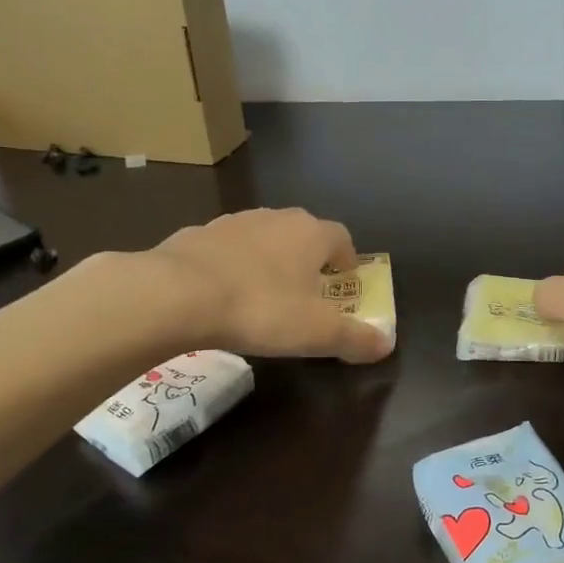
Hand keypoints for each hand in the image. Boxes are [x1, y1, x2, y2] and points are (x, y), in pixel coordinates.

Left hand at [131, 208, 392, 362]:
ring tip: (263, 295)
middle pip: (303, 234)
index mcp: (311, 234)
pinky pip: (226, 249)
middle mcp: (276, 218)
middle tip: (305, 294)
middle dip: (308, 260)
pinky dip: (232, 266)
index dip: (347, 261)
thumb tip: (386, 344)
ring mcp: (233, 222)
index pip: (342, 238)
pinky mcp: (197, 234)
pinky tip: (222, 295)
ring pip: (263, 238)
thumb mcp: (316, 333)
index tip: (343, 285)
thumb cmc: (261, 309)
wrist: (177, 294)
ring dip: (269, 261)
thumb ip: (355, 338)